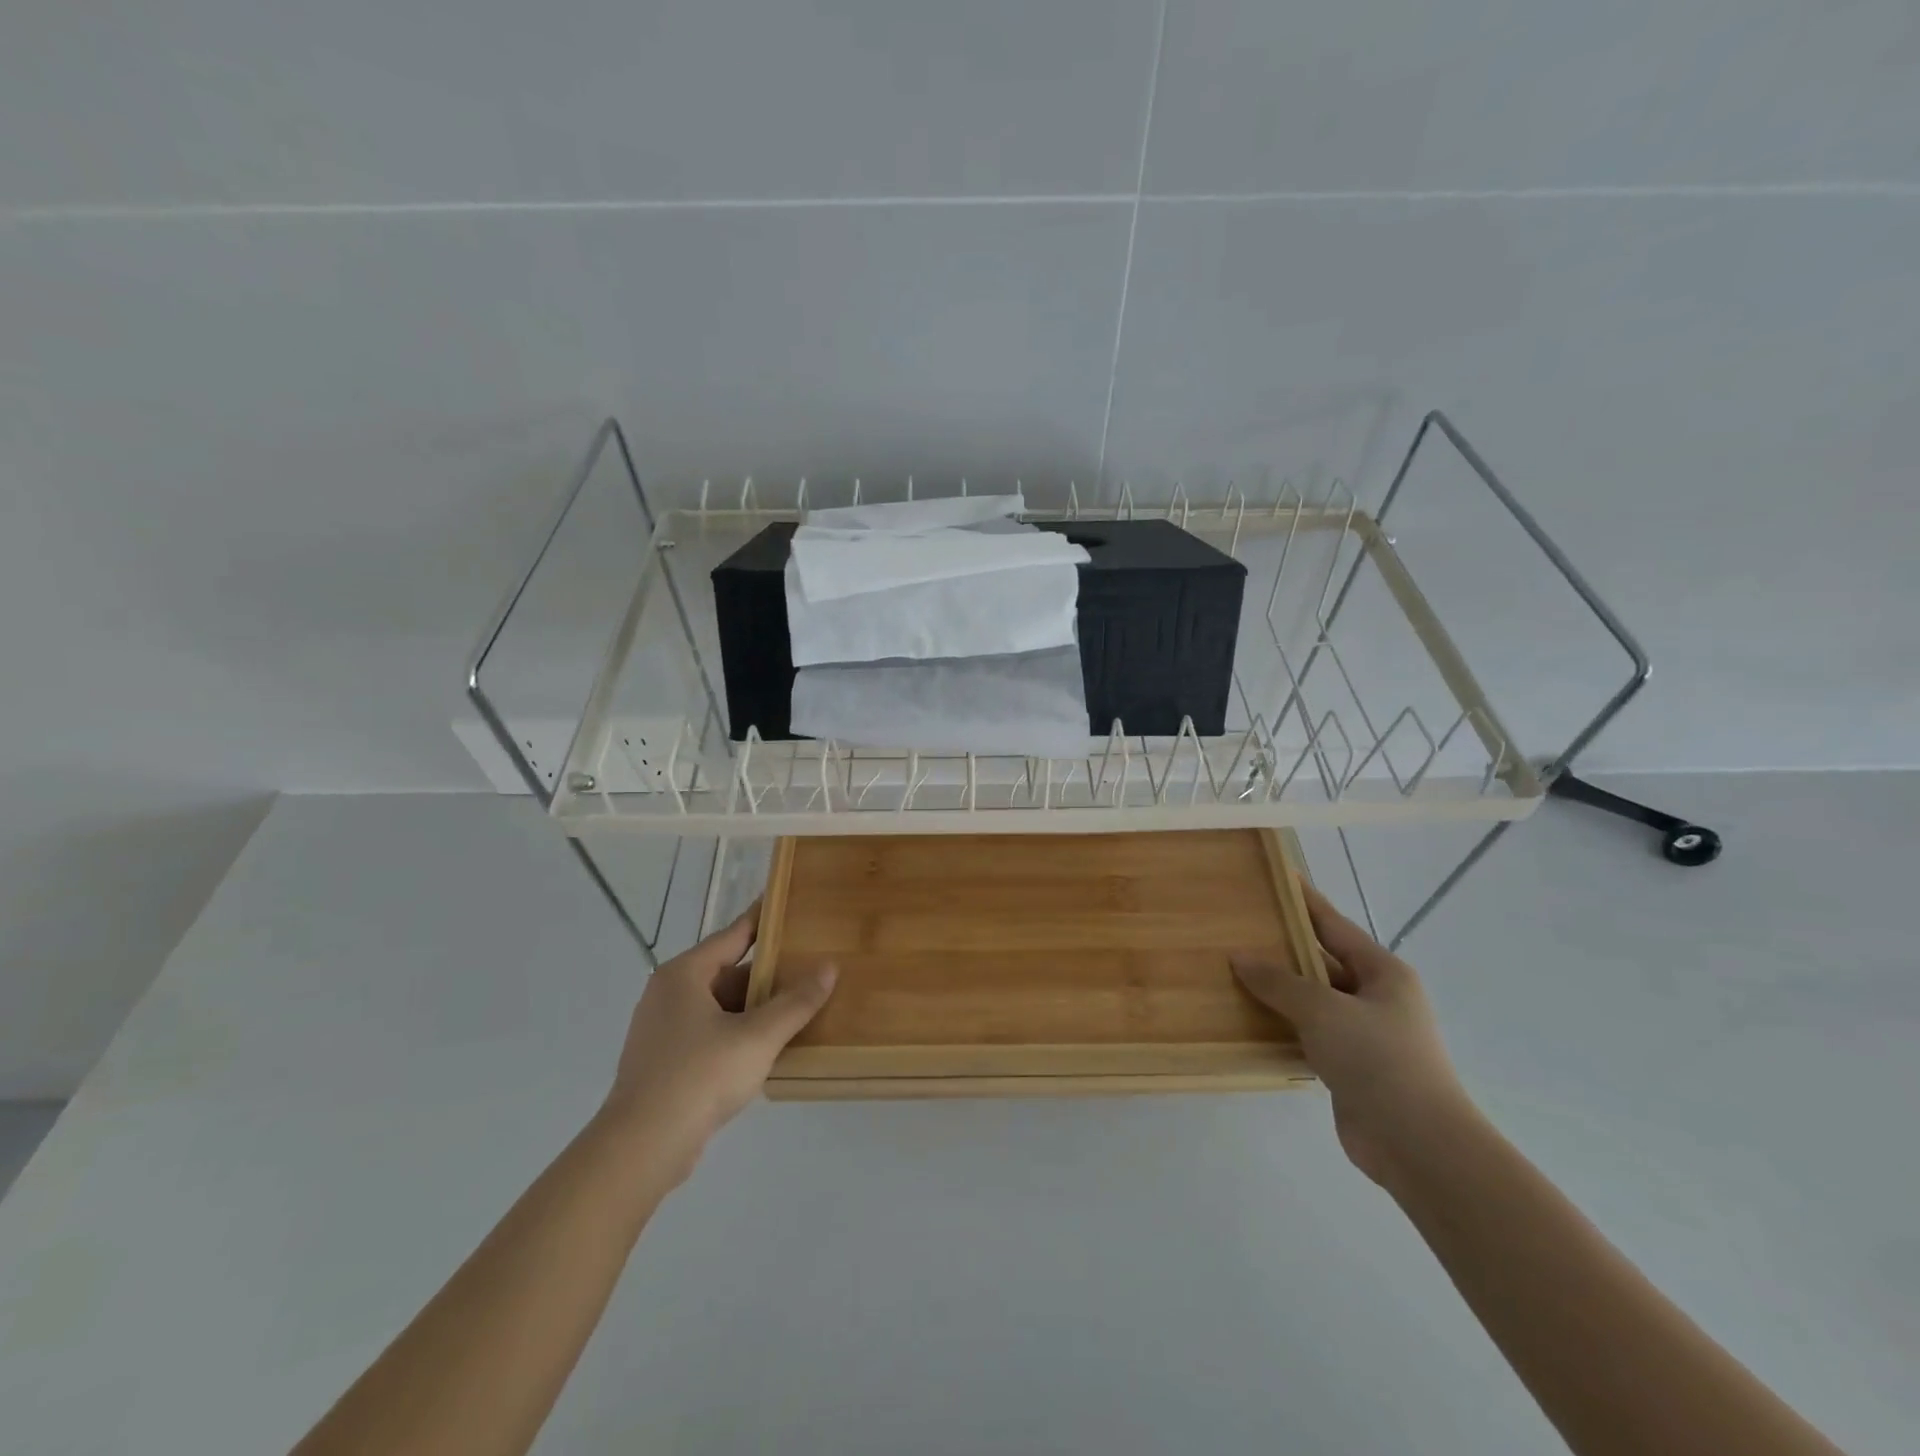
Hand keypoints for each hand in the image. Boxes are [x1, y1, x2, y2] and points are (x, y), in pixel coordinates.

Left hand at [599, 906, 835, 1184]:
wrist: (641, 1147)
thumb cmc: (700, 1076)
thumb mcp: (758, 1036)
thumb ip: (796, 1002)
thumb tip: (829, 967)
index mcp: (685, 974)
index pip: (734, 934)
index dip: (764, 920)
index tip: (790, 904)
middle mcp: (669, 993)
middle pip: (729, 972)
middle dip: (768, 975)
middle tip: (810, 967)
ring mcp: (663, 1029)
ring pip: (721, 1007)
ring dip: (756, 1008)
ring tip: (799, 1007)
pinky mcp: (665, 1062)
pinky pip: (711, 1033)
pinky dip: (739, 1033)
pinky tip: (769, 1047)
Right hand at [1232, 881, 1472, 1184]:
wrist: (1418, 1144)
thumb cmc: (1376, 1059)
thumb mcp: (1322, 1009)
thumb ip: (1279, 981)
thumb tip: (1240, 957)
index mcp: (1382, 972)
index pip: (1334, 925)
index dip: (1304, 901)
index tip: (1277, 878)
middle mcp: (1377, 997)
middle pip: (1322, 961)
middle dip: (1283, 947)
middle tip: (1240, 927)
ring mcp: (1365, 1034)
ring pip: (1314, 1000)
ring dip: (1280, 990)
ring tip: (1234, 970)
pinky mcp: (1351, 1067)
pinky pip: (1310, 1033)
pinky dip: (1284, 1024)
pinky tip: (1250, 1018)